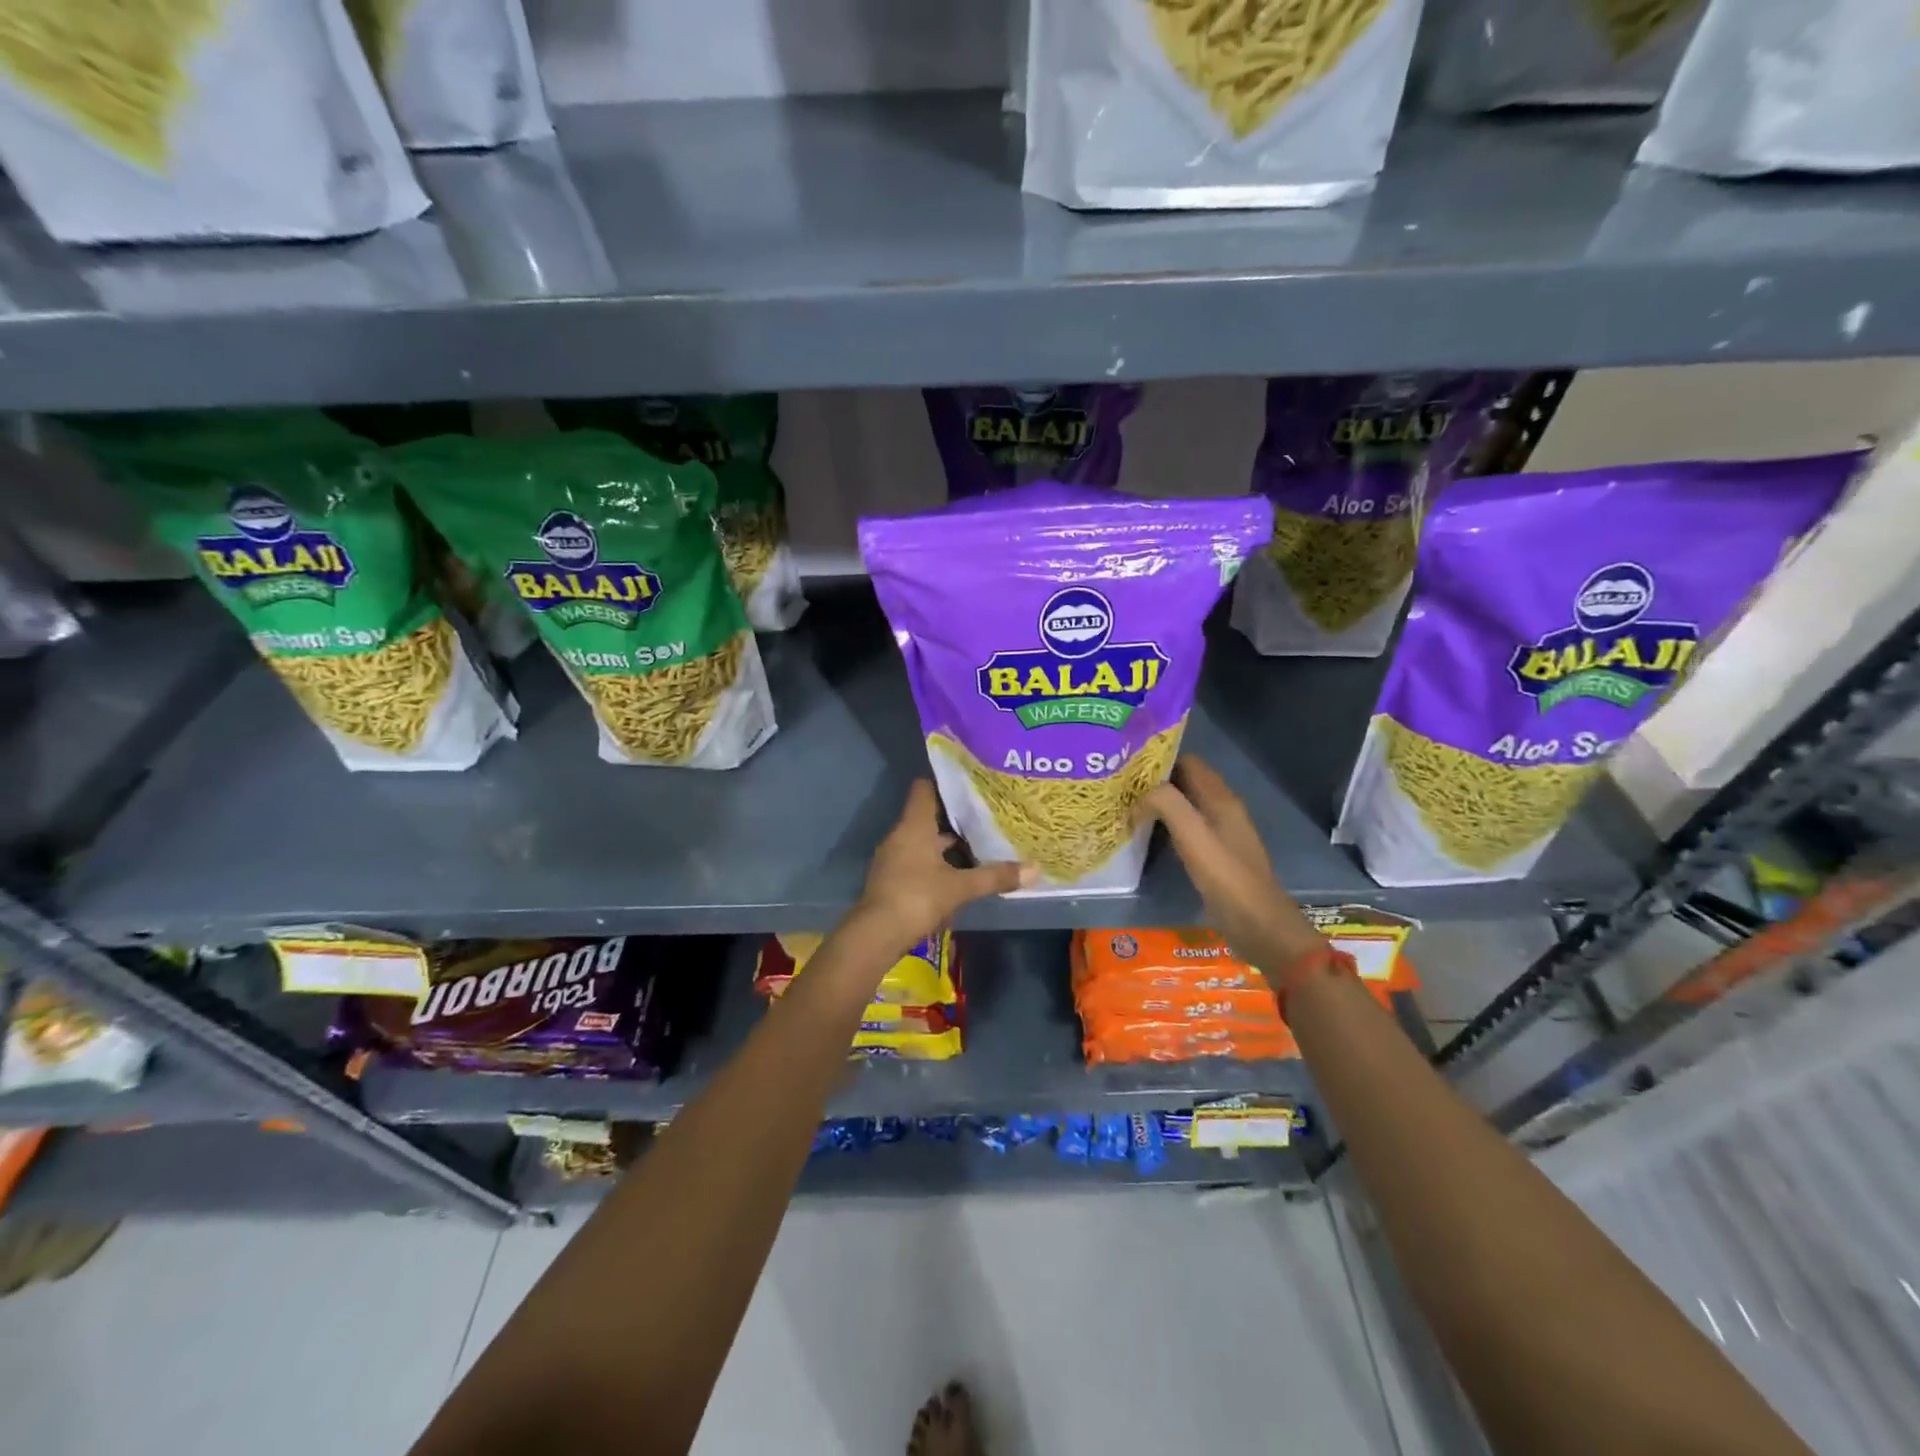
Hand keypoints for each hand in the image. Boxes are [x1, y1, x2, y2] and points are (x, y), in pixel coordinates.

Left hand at [852, 781, 1032, 951]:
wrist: (876, 935)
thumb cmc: (918, 897)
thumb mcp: (961, 887)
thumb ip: (995, 876)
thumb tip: (1035, 869)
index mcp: (914, 825)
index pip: (925, 789)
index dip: (946, 783)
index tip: (970, 784)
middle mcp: (900, 835)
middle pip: (927, 815)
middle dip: (954, 817)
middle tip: (985, 815)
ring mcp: (893, 857)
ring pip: (923, 840)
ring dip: (946, 843)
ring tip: (978, 843)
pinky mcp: (892, 879)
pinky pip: (917, 859)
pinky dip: (936, 862)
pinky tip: (958, 873)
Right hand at [1136, 756, 1324, 972]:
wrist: (1260, 928)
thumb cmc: (1227, 879)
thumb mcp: (1193, 836)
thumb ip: (1167, 804)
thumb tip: (1139, 794)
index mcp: (1222, 799)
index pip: (1189, 762)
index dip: (1159, 759)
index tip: (1127, 765)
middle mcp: (1223, 811)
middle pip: (1186, 783)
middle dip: (1155, 781)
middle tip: (1119, 787)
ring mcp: (1221, 835)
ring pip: (1185, 806)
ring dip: (1159, 804)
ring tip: (1125, 807)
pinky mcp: (1216, 857)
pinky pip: (1187, 829)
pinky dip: (1166, 826)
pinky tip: (1145, 836)